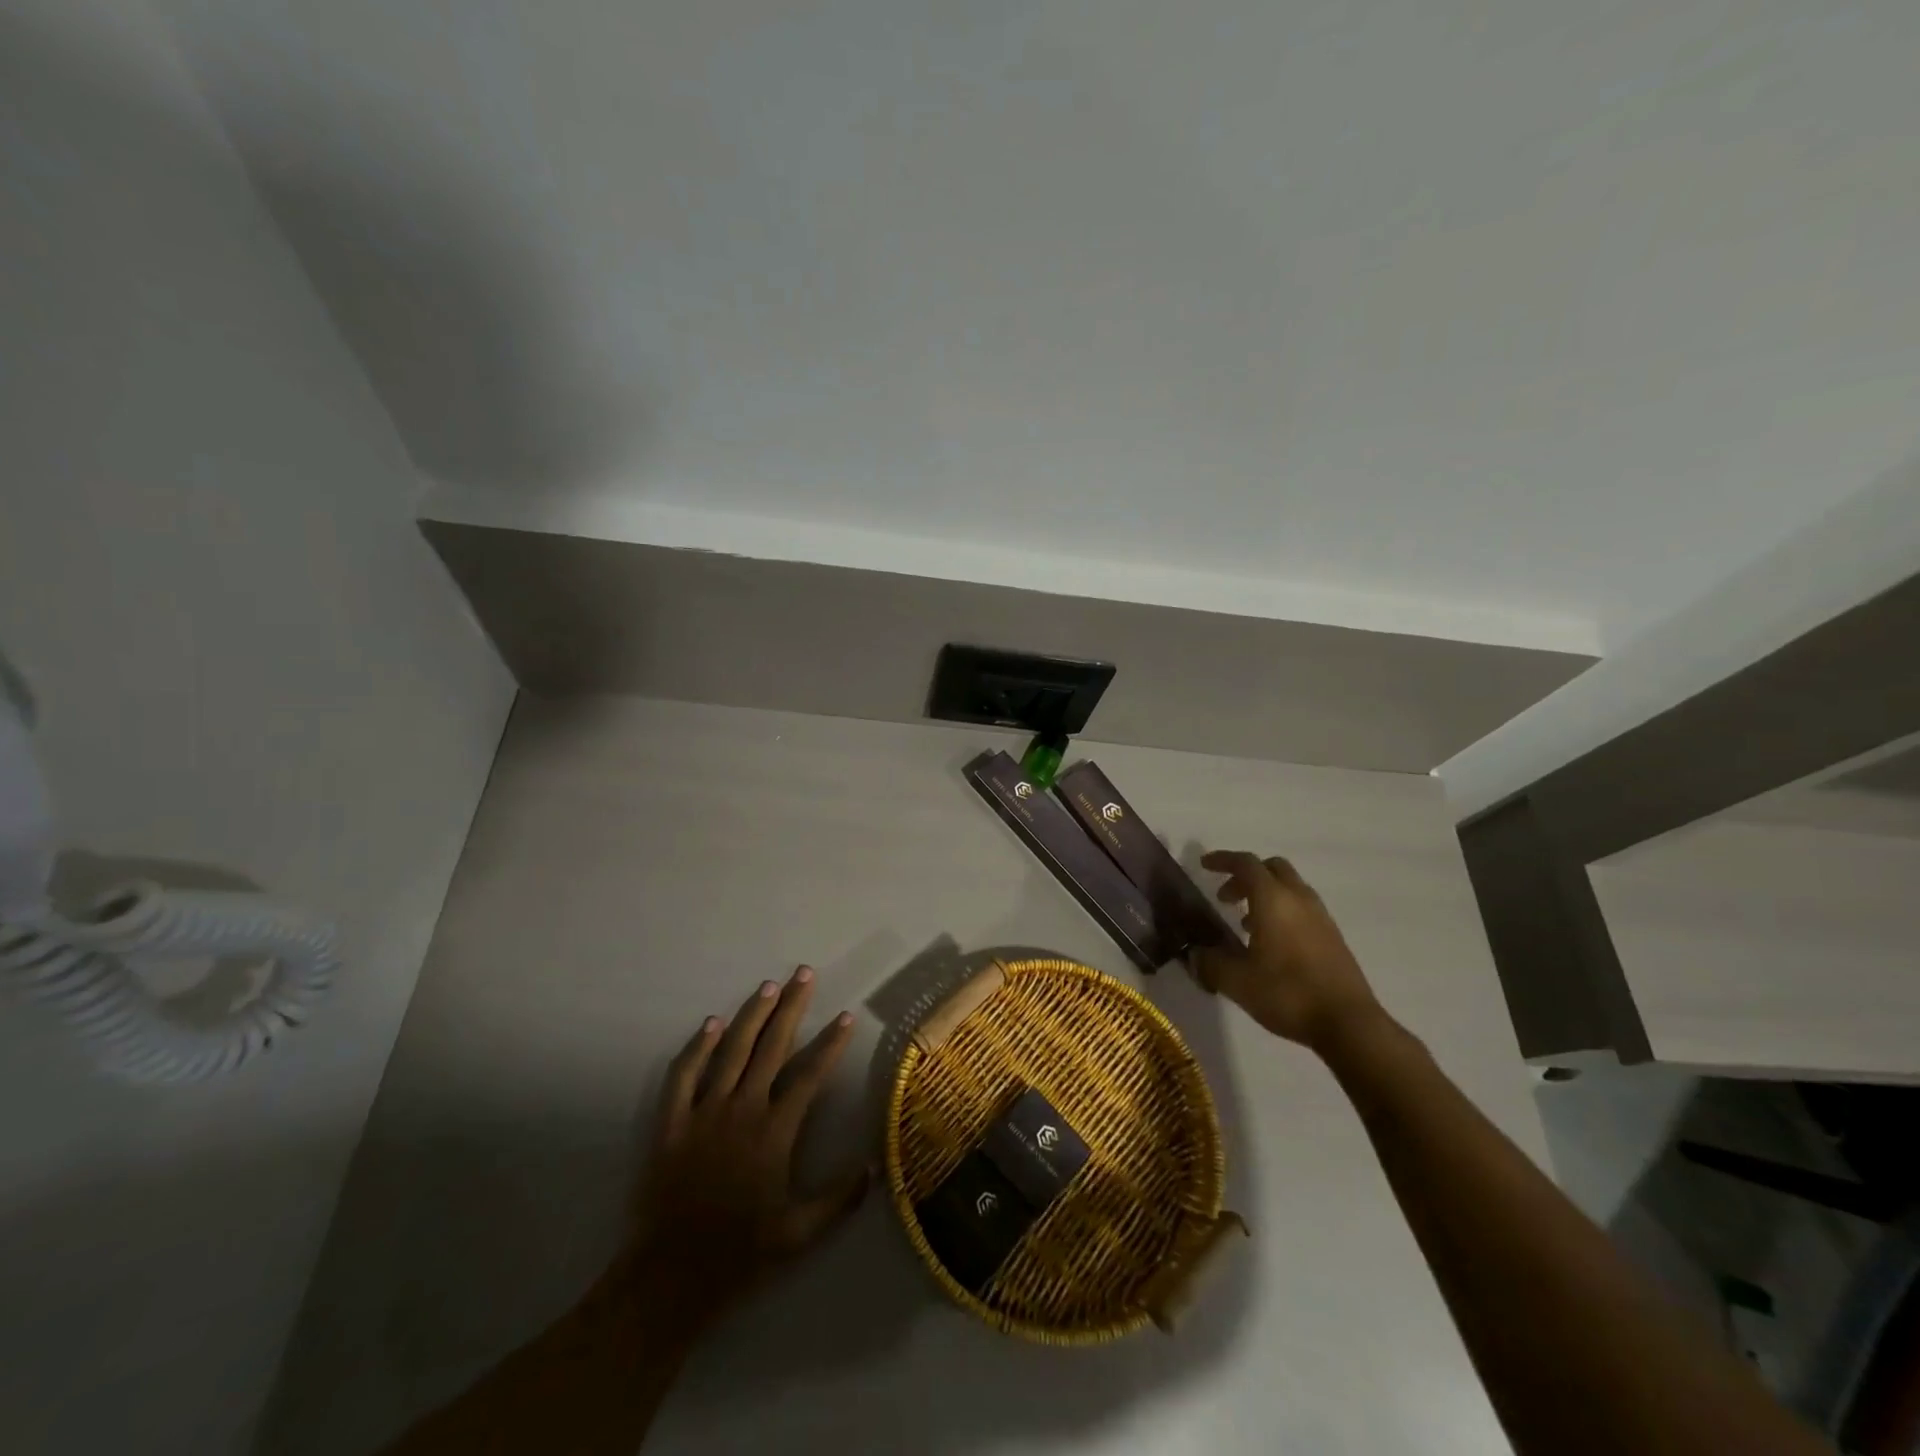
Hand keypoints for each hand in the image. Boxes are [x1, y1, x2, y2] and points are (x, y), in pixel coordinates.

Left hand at [626, 966, 868, 1330]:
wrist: (669, 1278)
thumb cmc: (740, 1254)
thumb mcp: (799, 1234)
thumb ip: (840, 1198)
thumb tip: (876, 1165)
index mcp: (775, 1132)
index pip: (809, 1074)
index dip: (830, 1043)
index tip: (845, 1015)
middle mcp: (742, 1110)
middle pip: (772, 1047)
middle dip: (792, 1006)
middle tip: (804, 973)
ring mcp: (703, 1113)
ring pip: (730, 1051)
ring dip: (751, 1015)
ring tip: (768, 986)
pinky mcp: (671, 1123)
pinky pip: (683, 1076)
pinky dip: (696, 1047)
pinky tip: (710, 1023)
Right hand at [1193, 851, 1383, 1051]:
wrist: (1348, 1023)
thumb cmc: (1287, 993)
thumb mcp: (1237, 981)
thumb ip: (1210, 962)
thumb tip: (1194, 954)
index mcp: (1273, 899)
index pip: (1246, 864)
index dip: (1223, 860)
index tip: (1204, 865)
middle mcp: (1299, 899)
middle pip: (1272, 869)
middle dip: (1246, 876)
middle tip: (1226, 897)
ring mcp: (1321, 917)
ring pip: (1290, 888)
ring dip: (1265, 895)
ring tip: (1245, 923)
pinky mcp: (1333, 937)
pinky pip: (1302, 908)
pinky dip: (1282, 911)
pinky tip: (1272, 944)